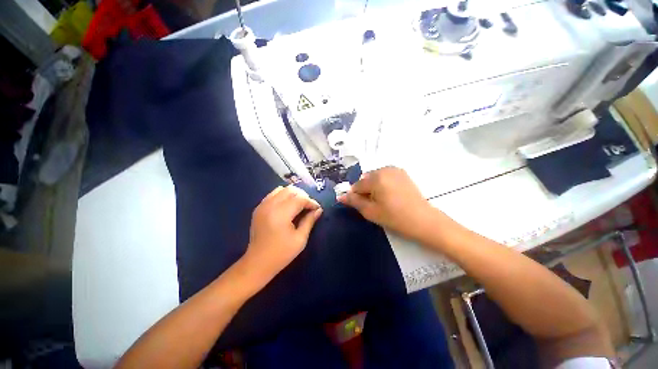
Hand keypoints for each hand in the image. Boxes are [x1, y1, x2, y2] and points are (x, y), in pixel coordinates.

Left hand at [244, 186, 322, 281]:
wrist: (257, 263)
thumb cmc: (282, 253)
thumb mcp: (300, 239)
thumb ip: (309, 221)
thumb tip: (318, 210)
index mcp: (281, 214)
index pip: (300, 199)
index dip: (311, 202)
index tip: (317, 209)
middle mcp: (270, 205)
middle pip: (290, 190)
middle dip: (303, 196)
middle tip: (309, 207)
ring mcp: (262, 205)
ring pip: (281, 189)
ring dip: (293, 194)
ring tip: (299, 205)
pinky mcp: (258, 208)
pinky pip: (273, 194)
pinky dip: (283, 196)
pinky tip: (287, 206)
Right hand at [338, 167, 437, 241]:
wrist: (423, 220)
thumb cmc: (395, 218)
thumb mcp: (371, 211)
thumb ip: (354, 201)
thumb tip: (340, 196)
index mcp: (375, 178)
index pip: (357, 185)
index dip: (356, 197)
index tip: (363, 206)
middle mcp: (384, 169)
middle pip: (366, 179)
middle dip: (365, 190)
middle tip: (374, 205)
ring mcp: (395, 170)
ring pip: (375, 177)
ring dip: (374, 187)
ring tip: (383, 200)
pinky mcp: (402, 173)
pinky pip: (385, 176)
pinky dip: (383, 184)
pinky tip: (391, 195)